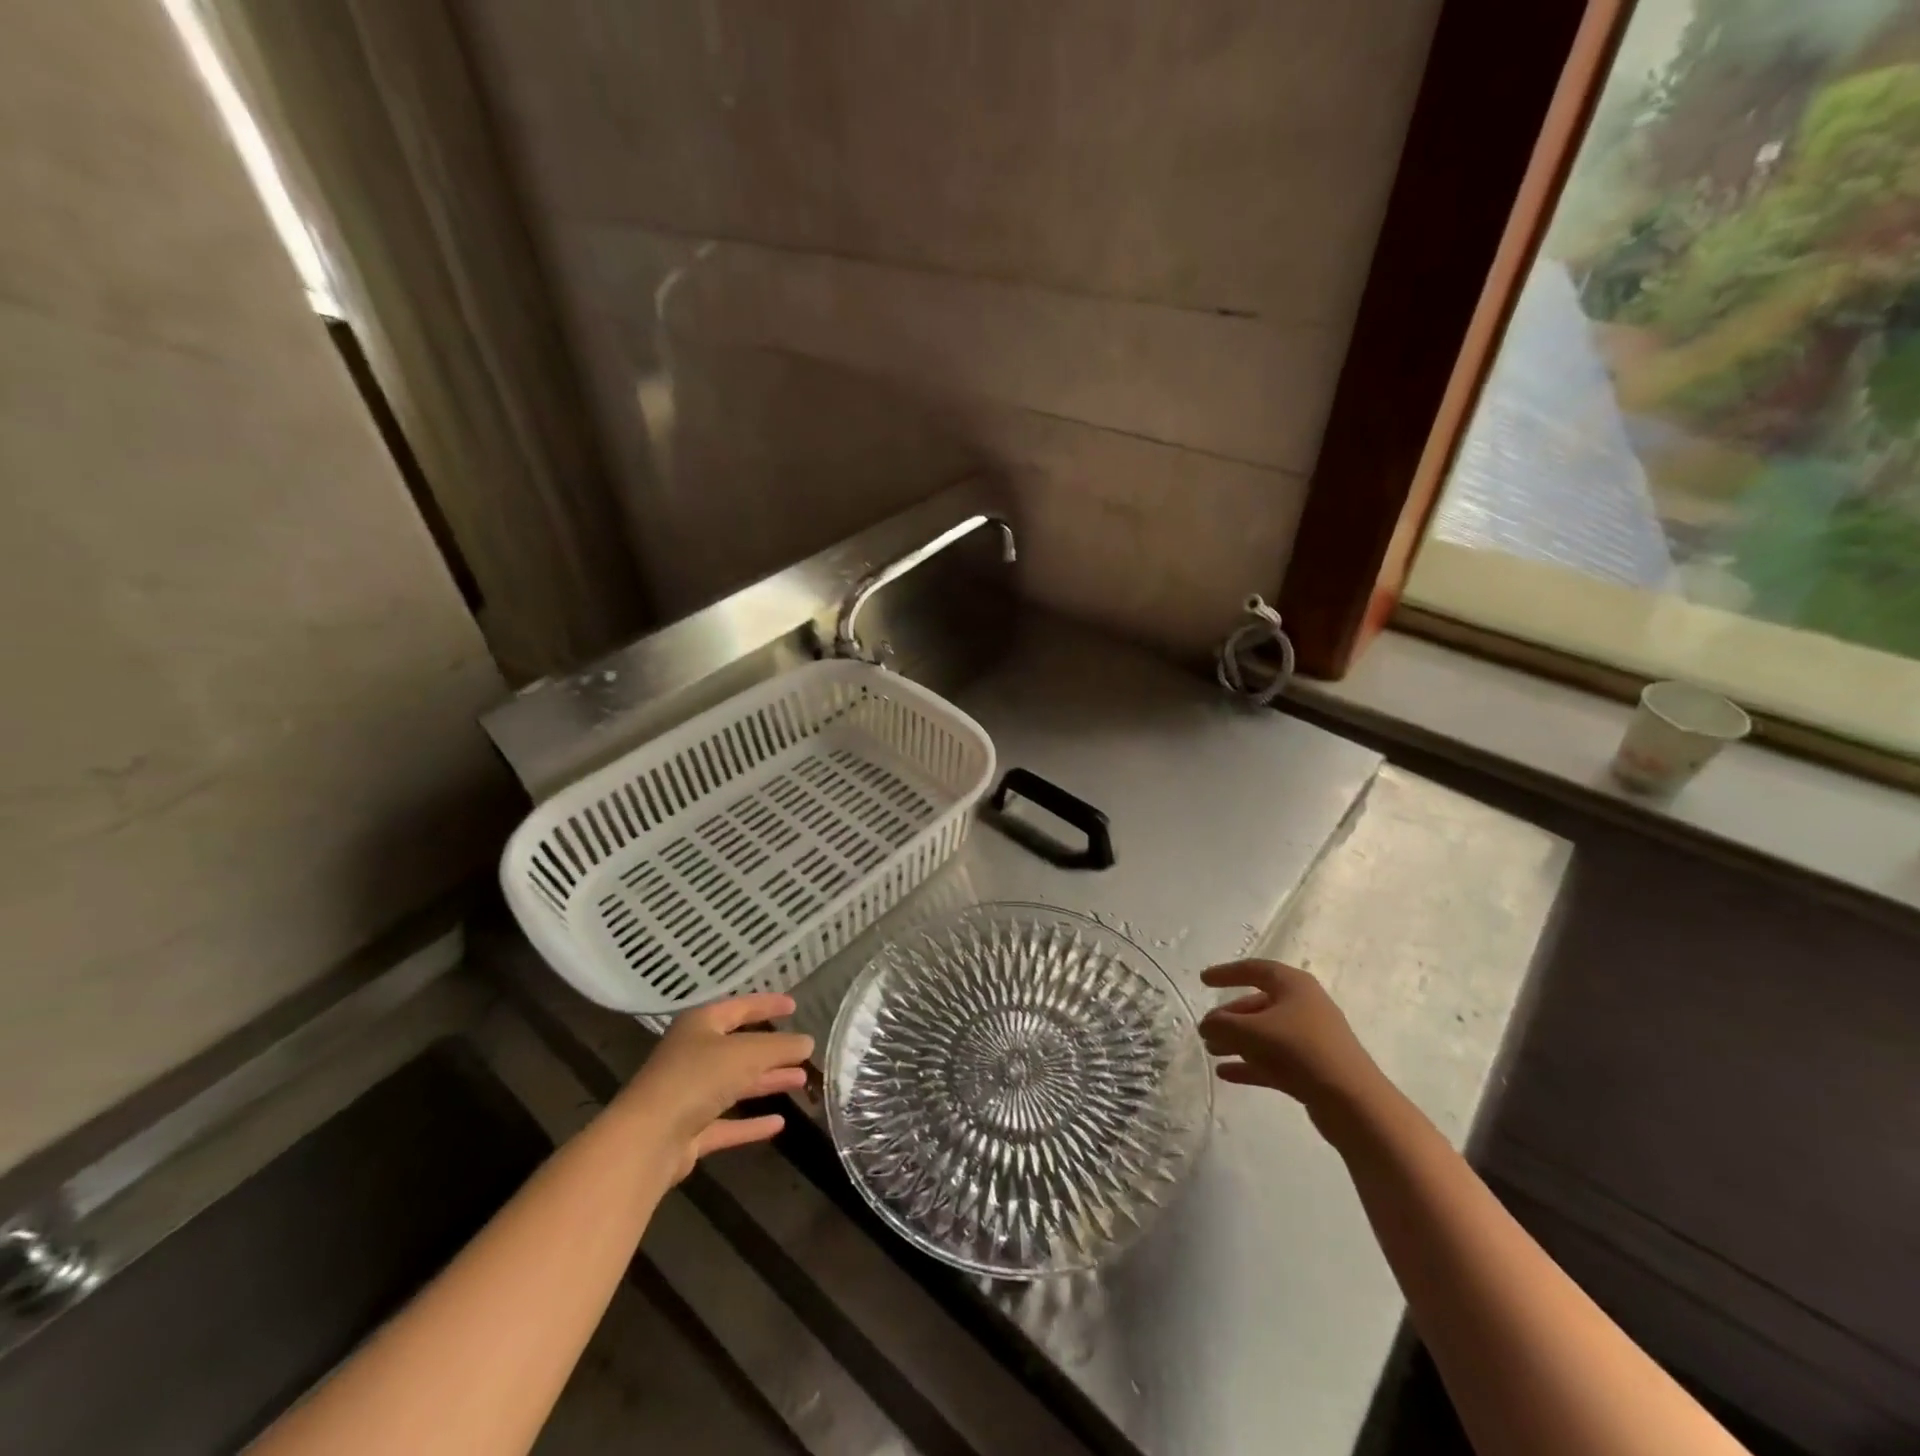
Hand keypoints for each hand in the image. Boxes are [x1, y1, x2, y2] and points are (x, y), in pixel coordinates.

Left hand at [615, 992, 813, 1181]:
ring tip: (800, 1081)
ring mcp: (688, 1094)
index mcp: (700, 1025)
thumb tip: (808, 1042)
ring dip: (766, 1082)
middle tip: (803, 1050)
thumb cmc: (697, 1079)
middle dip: (773, 1050)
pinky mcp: (688, 1131)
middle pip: (739, 1048)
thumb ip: (780, 1047)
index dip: (767, 1004)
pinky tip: (778, 1124)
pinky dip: (751, 1123)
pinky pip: (726, 1122)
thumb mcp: (747, 1054)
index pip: (739, 1007)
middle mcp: (692, 1055)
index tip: (794, 1005)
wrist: (648, 1139)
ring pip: (735, 1084)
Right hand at [1199, 961, 1385, 1120]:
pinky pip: (1272, 1060)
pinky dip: (1249, 1064)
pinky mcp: (1311, 1068)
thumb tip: (1207, 1025)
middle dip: (1229, 1018)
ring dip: (1236, 1041)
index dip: (1226, 973)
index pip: (1254, 970)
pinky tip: (1226, 1074)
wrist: (1352, 1101)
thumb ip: (1222, 1024)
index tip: (1203, 981)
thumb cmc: (1299, 1049)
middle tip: (1205, 1031)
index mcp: (1293, 985)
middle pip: (1257, 1005)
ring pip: (1264, 1034)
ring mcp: (1309, 1038)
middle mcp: (1303, 1006)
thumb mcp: (1251, 1031)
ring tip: (1211, 1051)